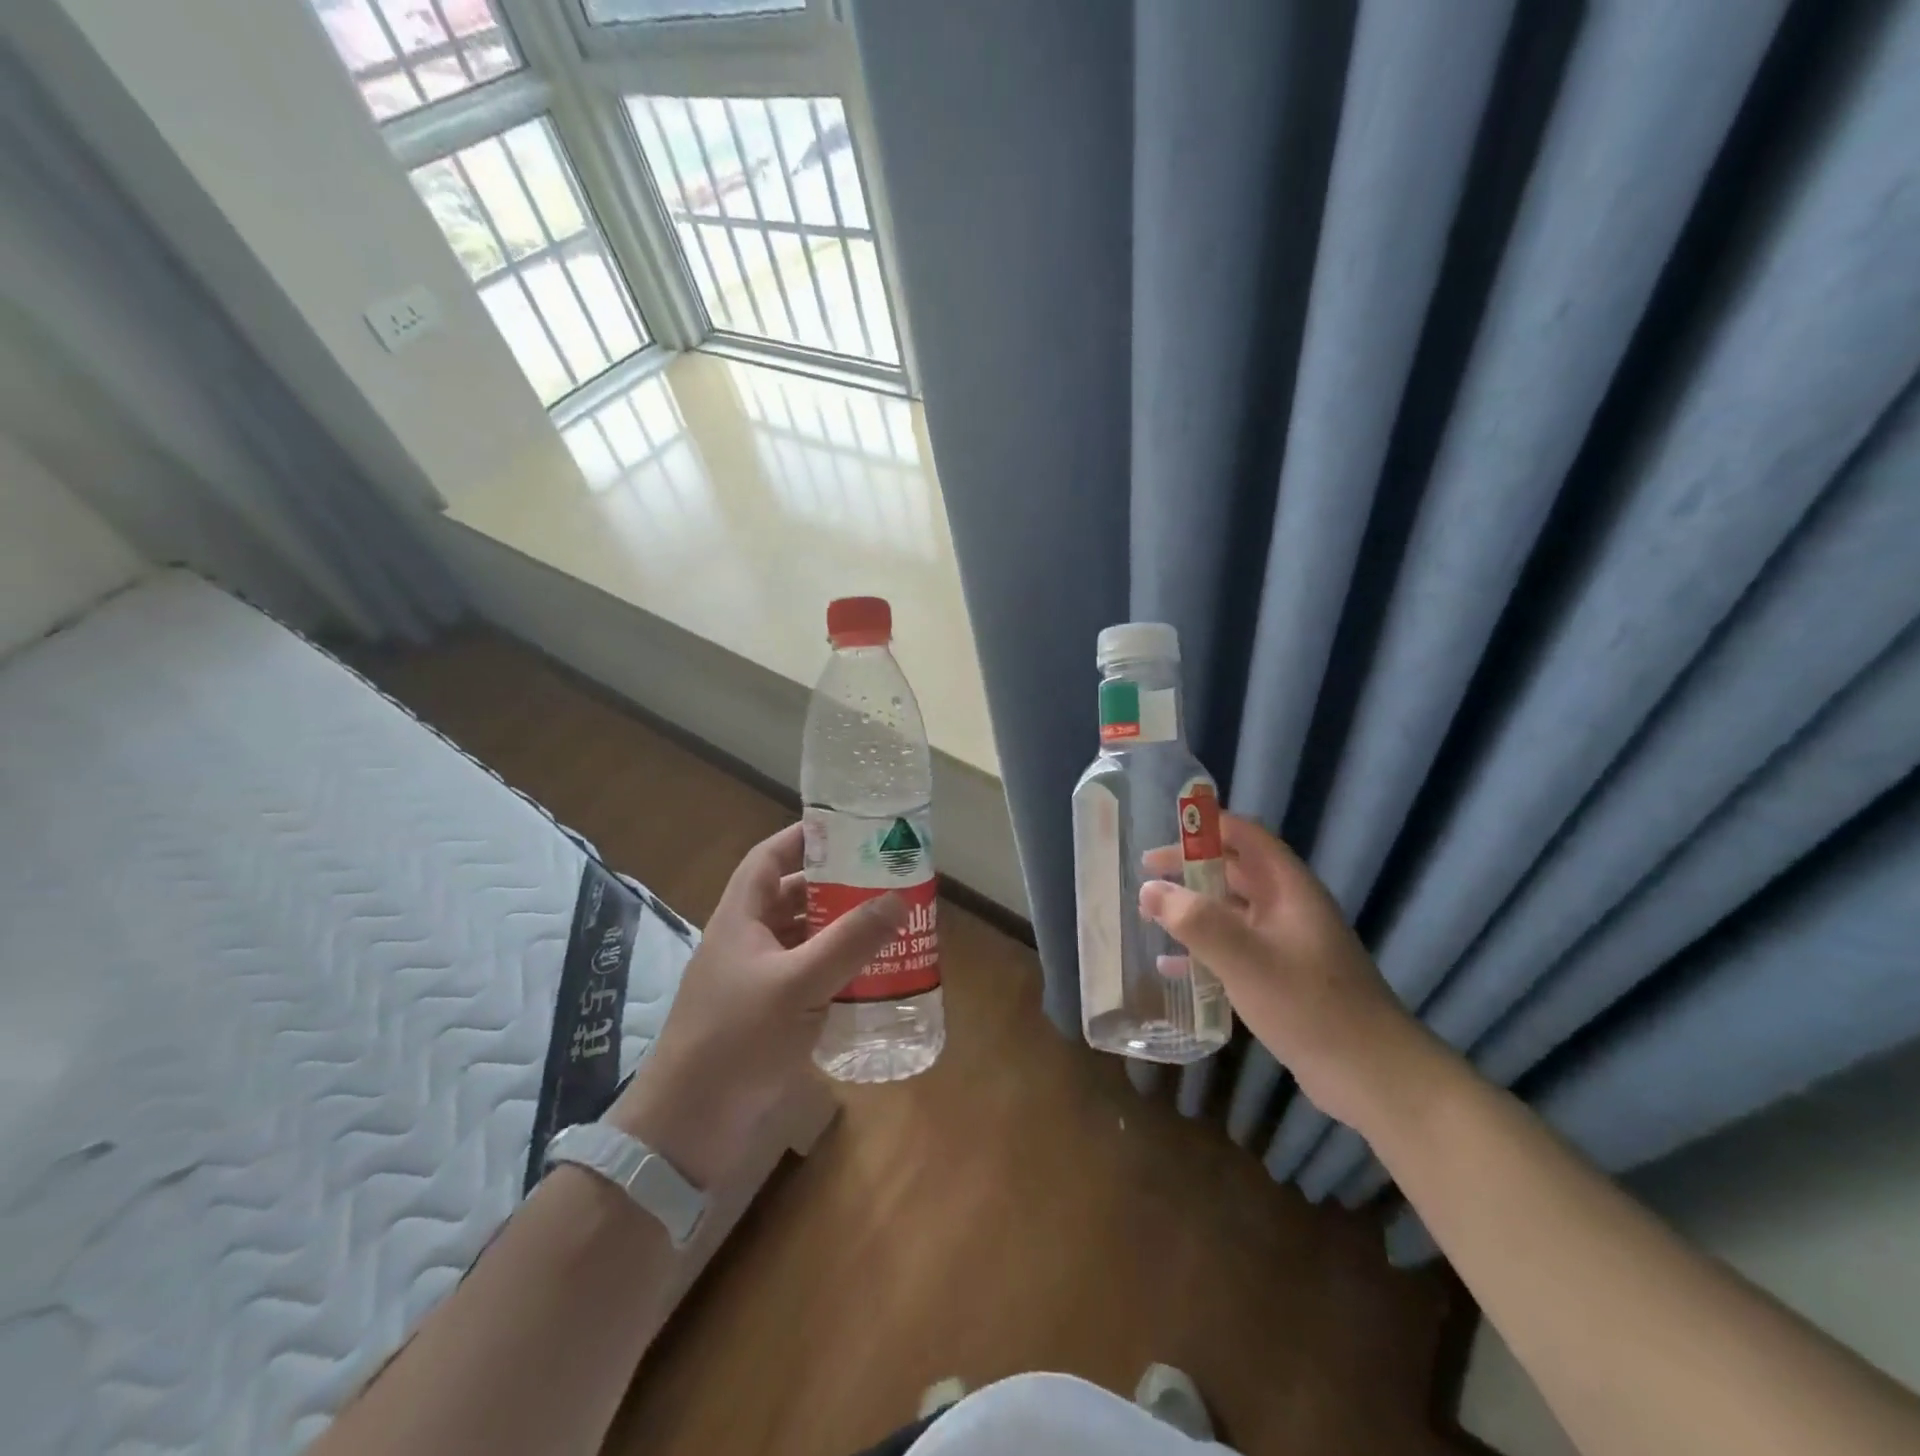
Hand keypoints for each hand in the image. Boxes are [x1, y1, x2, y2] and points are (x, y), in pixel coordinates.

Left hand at [607, 823, 906, 1187]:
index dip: (801, 838)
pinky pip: (806, 979)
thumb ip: (849, 942)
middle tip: (882, 880)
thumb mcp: (798, 985)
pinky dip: (834, 971)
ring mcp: (754, 983)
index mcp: (740, 919)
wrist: (687, 1130)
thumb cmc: (737, 1040)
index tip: (845, 830)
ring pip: (801, 940)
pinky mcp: (766, 1018)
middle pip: (790, 898)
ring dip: (837, 931)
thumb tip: (896, 899)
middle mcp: (745, 943)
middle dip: (833, 886)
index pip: (767, 858)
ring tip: (885, 925)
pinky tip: (869, 979)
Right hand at [1140, 814, 1422, 1127]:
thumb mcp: (1245, 959)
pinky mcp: (1282, 977)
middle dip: (1190, 870)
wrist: (1371, 1075)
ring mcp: (1286, 944)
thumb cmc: (1309, 1004)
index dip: (1207, 827)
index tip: (1165, 832)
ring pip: (1231, 912)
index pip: (1245, 837)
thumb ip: (1195, 921)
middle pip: (1234, 872)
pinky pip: (1234, 949)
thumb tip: (1148, 889)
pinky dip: (1203, 950)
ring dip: (1193, 910)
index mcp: (1288, 888)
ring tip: (1151, 916)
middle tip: (1147, 878)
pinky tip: (1172, 966)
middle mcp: (1288, 907)